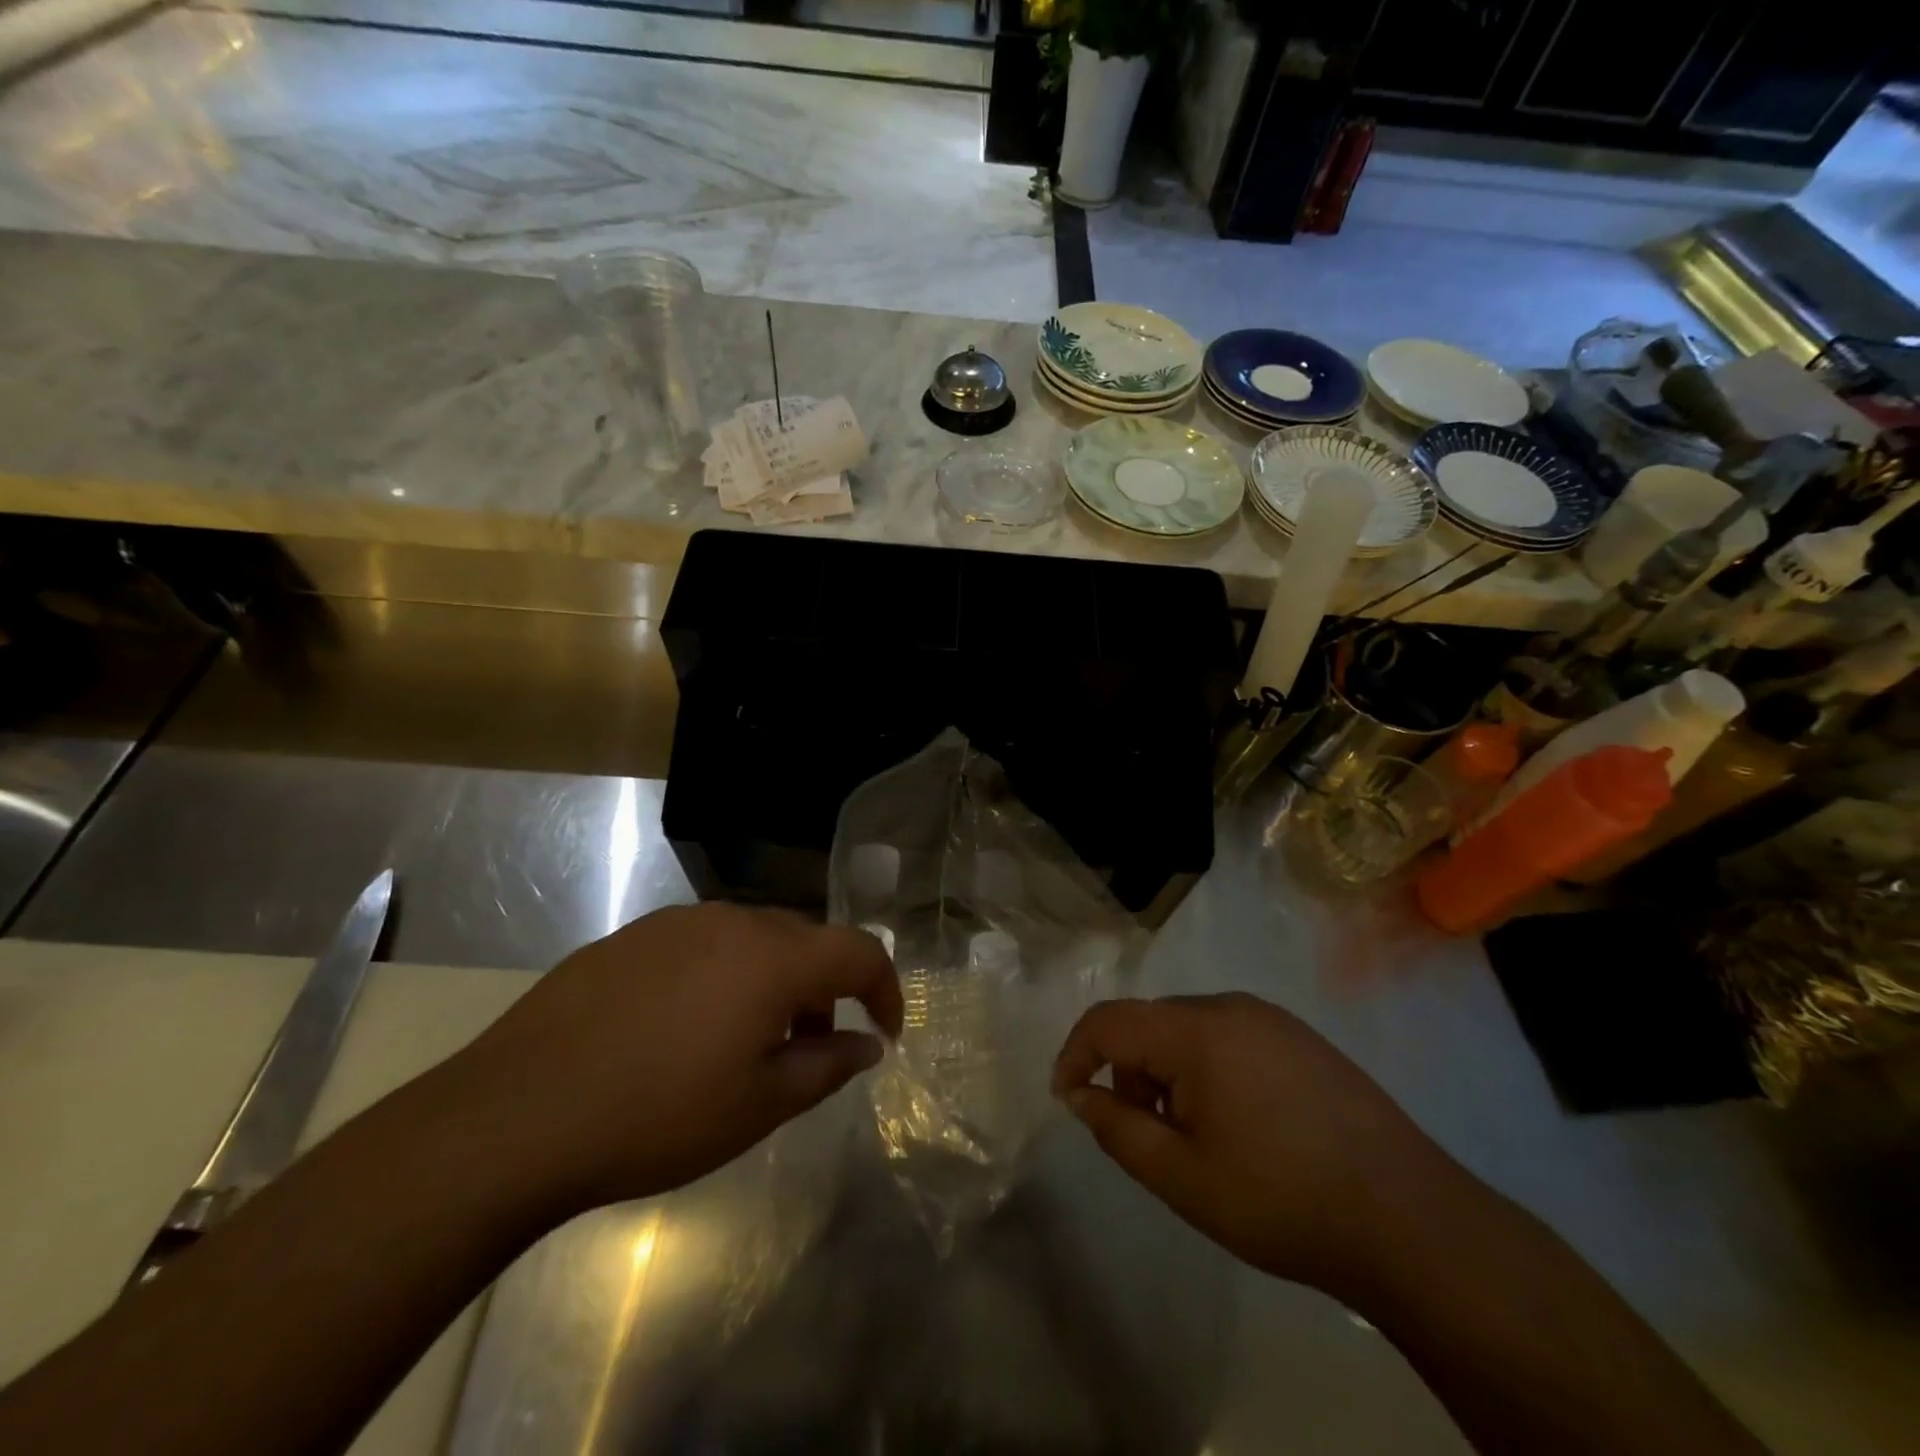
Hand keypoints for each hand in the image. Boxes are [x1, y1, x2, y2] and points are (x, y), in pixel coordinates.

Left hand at [444, 904, 901, 1216]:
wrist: (517, 1114)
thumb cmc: (658, 1115)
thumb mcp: (759, 1105)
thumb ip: (827, 1066)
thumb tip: (868, 1044)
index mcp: (773, 955)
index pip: (857, 951)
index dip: (884, 989)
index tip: (886, 1032)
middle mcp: (732, 921)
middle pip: (805, 940)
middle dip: (825, 989)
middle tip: (815, 1045)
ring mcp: (676, 923)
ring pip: (753, 940)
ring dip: (774, 982)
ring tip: (750, 1041)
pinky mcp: (631, 937)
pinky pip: (703, 945)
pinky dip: (724, 976)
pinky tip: (688, 1027)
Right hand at [1052, 992, 1464, 1296]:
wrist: (1409, 1220)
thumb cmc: (1281, 1200)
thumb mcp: (1181, 1177)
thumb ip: (1117, 1129)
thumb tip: (1080, 1095)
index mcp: (1196, 1032)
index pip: (1110, 1020)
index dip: (1076, 1052)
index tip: (1066, 1096)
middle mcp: (1230, 1007)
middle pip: (1150, 1022)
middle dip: (1129, 1071)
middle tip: (1145, 1133)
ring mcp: (1271, 1018)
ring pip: (1189, 1029)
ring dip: (1169, 1071)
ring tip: (1196, 1136)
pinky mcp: (1301, 1037)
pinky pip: (1228, 1036)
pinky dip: (1207, 1067)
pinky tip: (1240, 1123)